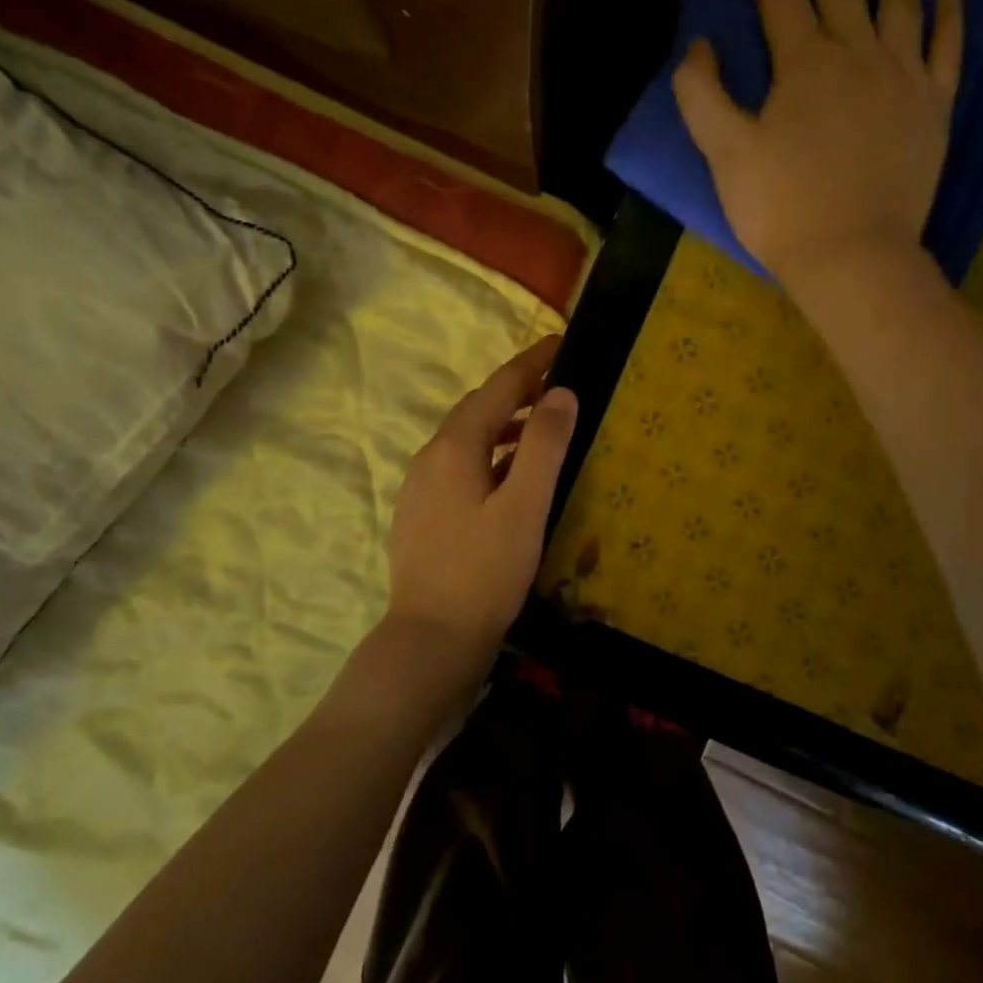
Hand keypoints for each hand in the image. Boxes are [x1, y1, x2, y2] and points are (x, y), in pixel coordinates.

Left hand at [386, 335, 577, 661]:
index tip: (561, 343)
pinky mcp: (422, 512)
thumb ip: (543, 445)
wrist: (430, 639)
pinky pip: (460, 465)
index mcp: (455, 446)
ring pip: (467, 438)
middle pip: (478, 408)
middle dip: (517, 389)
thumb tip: (562, 392)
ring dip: (503, 423)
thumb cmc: (484, 571)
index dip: (531, 362)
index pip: (498, 387)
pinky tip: (509, 476)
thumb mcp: (524, 506)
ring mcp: (421, 486)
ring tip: (541, 425)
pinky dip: (490, 454)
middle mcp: (431, 456)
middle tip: (558, 383)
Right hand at [671, 0, 963, 281]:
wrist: (852, 256)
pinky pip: (946, 48)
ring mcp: (902, 78)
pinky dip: (949, 13)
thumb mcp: (724, 154)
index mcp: (802, 63)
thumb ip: (702, 95)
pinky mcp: (932, 108)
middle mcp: (857, 53)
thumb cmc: (781, 208)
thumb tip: (700, 45)